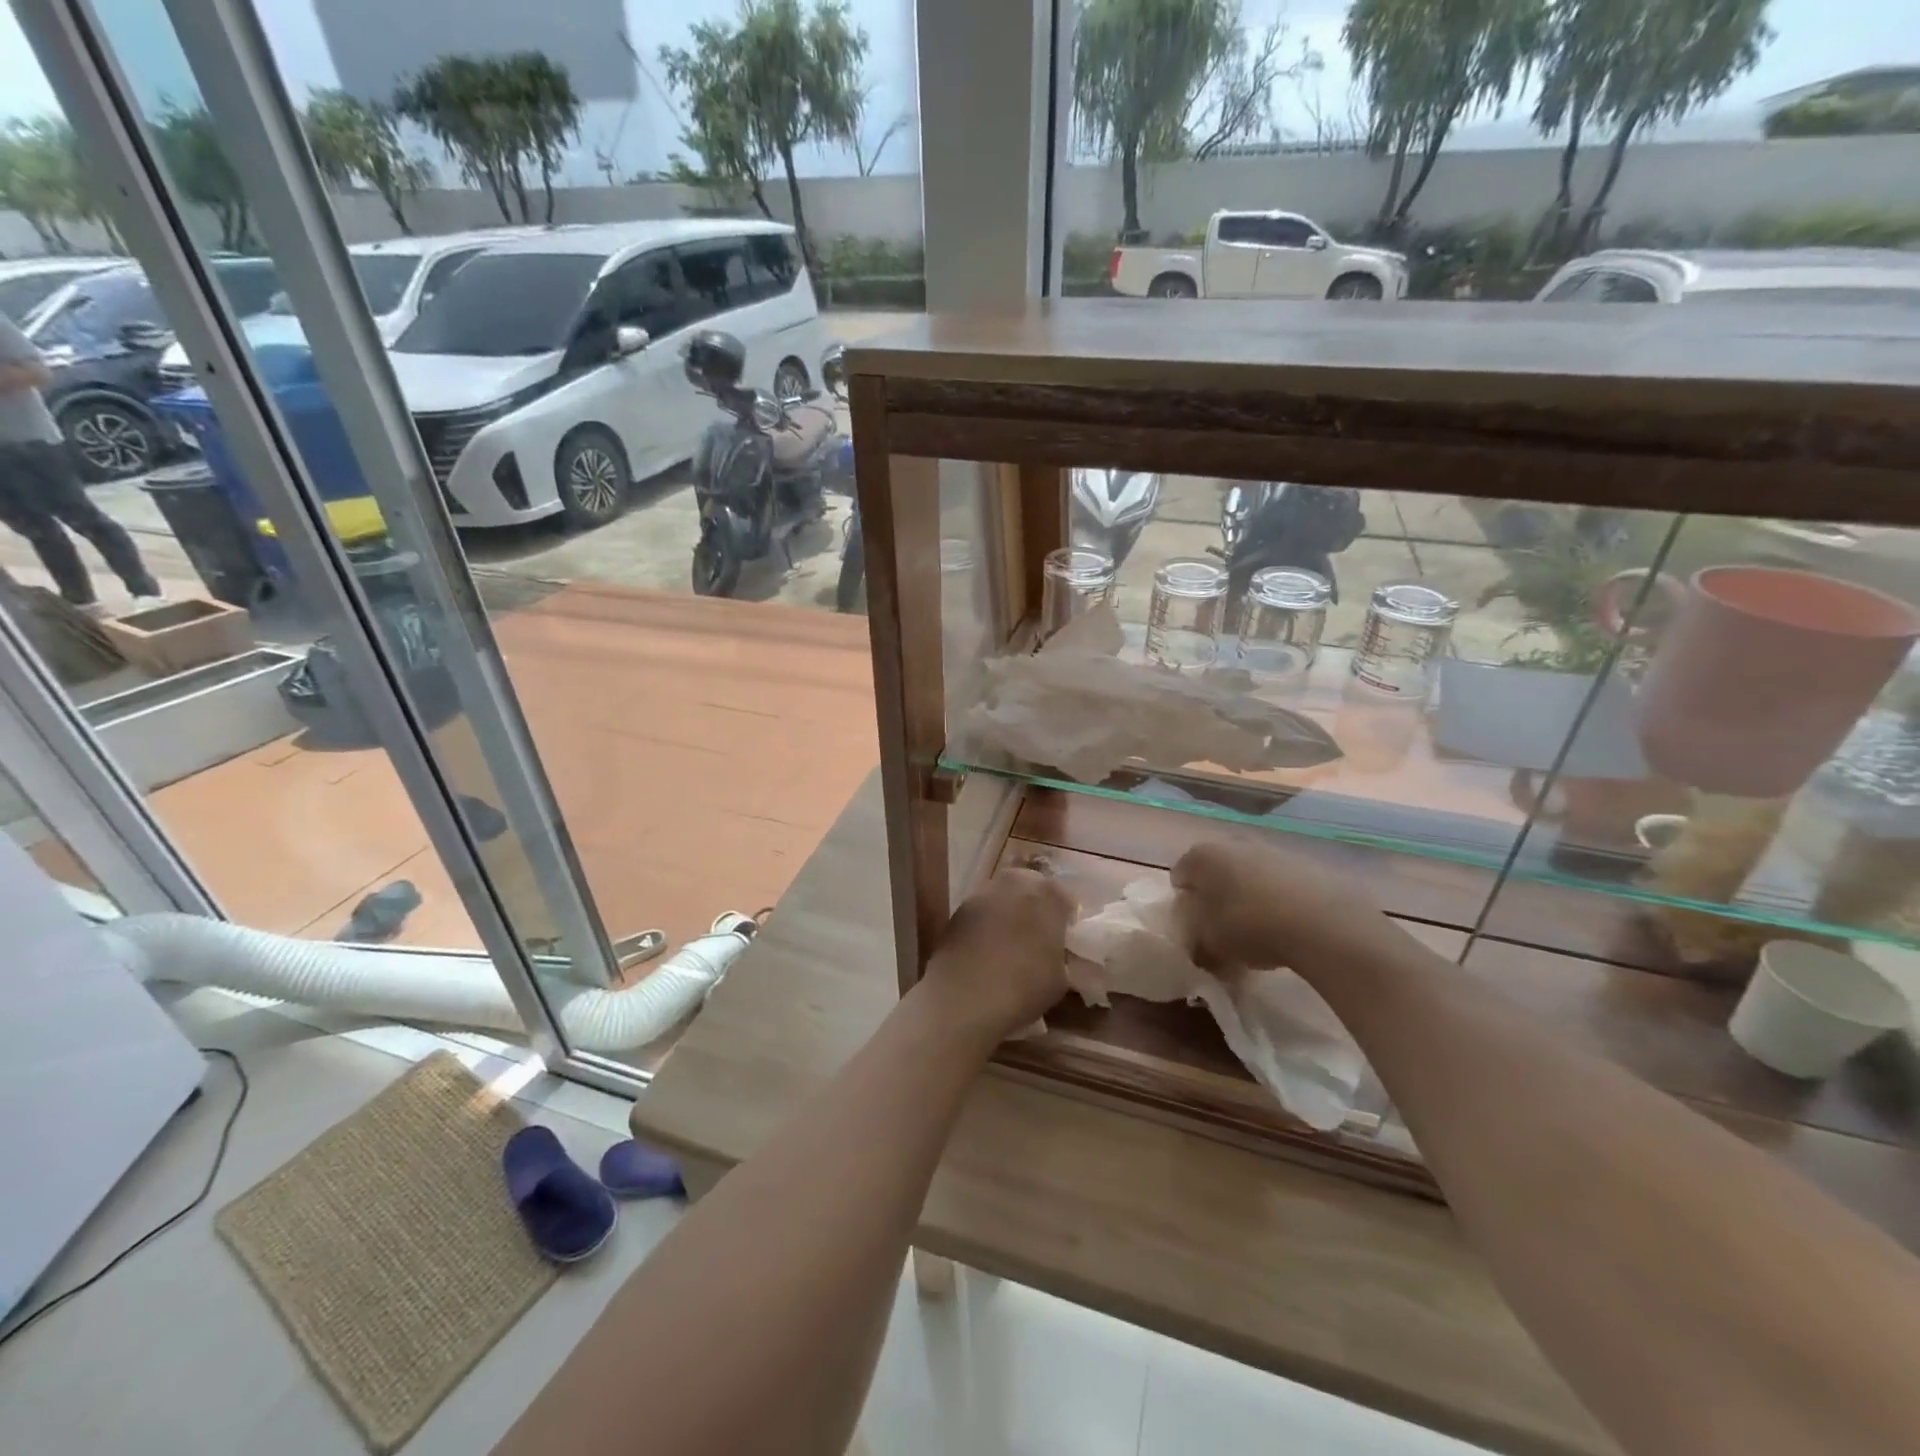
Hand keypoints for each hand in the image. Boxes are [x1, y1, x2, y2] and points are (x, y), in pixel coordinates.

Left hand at [918, 868, 1072, 1042]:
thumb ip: (1060, 954)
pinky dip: (987, 925)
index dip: (1065, 919)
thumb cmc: (1024, 985)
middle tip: (1038, 937)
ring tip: (1011, 944)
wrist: (965, 997)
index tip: (1065, 939)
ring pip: (1003, 898)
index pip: (1064, 899)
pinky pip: (981, 913)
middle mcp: (1014, 883)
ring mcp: (981, 894)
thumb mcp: (1061, 977)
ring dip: (1009, 914)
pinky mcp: (957, 910)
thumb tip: (1052, 952)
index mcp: (1046, 893)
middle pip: (1030, 889)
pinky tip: (987, 951)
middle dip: (1035, 908)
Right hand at [1171, 839, 1400, 979]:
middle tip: (1223, 929)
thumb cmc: (1249, 926)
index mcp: (1201, 856)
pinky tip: (1286, 927)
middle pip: (1215, 871)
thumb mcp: (1210, 945)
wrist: (1320, 921)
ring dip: (1248, 897)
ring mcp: (1270, 849)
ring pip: (1248, 875)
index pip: (1180, 875)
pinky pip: (1278, 882)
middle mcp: (1232, 843)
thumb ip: (1198, 944)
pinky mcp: (1303, 863)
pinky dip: (1277, 899)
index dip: (1185, 902)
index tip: (1194, 927)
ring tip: (1258, 932)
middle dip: (1216, 897)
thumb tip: (1200, 948)